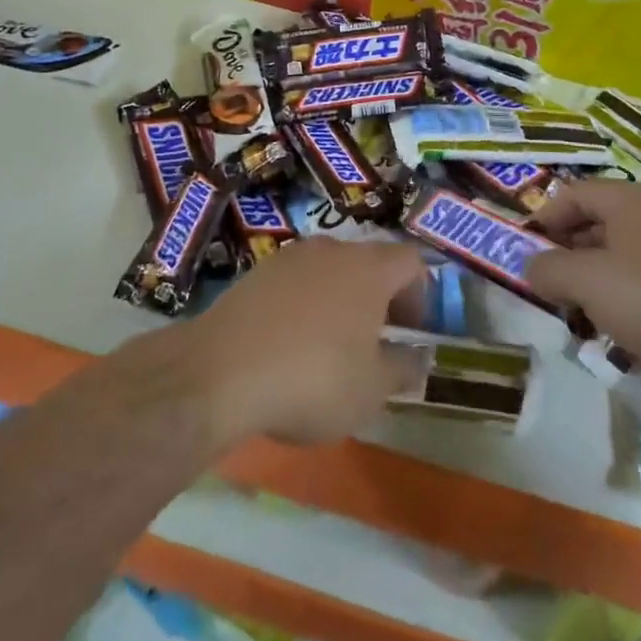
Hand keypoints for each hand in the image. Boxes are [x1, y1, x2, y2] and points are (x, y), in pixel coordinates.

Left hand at [181, 238, 426, 446]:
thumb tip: (416, 358)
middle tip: (377, 340)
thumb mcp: (371, 390)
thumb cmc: (312, 379)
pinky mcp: (254, 274)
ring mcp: (288, 258)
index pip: (410, 261)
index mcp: (368, 269)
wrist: (220, 373)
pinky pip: (294, 283)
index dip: (420, 294)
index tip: (412, 331)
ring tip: (331, 345)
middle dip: (379, 297)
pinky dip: (303, 305)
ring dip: (339, 300)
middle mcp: (331, 250)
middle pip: (368, 262)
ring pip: (329, 270)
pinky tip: (290, 344)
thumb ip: (402, 369)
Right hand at [526, 180, 640, 391]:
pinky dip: (622, 298)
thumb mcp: (586, 281)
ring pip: (618, 256)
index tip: (525, 253)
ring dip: (592, 281)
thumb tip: (531, 267)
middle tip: (547, 286)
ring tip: (577, 313)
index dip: (543, 220)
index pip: (571, 194)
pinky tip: (616, 330)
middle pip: (594, 223)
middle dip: (565, 254)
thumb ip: (547, 269)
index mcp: (629, 199)